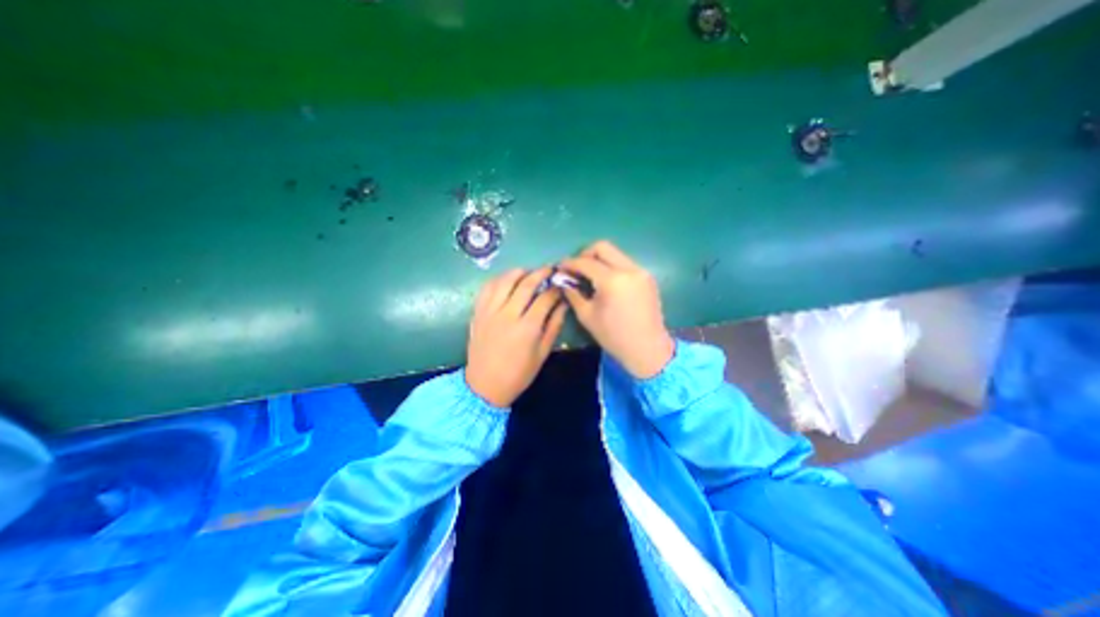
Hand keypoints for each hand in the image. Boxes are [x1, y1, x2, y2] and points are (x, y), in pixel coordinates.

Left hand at [463, 265, 566, 407]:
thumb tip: (563, 304)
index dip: (555, 288)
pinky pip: (487, 288)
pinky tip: (507, 280)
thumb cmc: (518, 373)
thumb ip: (554, 326)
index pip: (545, 298)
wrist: (484, 385)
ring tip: (528, 272)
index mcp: (527, 327)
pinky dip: (498, 279)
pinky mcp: (477, 312)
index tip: (561, 283)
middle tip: (549, 269)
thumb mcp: (542, 353)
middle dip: (540, 273)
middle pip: (526, 284)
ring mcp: (489, 311)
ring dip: (519, 272)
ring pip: (505, 281)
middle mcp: (507, 314)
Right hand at [563, 239, 674, 376]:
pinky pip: (625, 264)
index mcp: (612, 280)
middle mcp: (629, 269)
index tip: (560, 268)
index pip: (586, 262)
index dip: (570, 263)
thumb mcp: (587, 316)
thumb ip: (573, 293)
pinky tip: (606, 283)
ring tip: (590, 276)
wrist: (647, 349)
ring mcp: (641, 272)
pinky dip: (612, 267)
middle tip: (576, 269)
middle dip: (585, 255)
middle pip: (602, 247)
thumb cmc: (613, 336)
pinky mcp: (648, 277)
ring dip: (600, 260)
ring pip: (615, 254)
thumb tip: (563, 280)